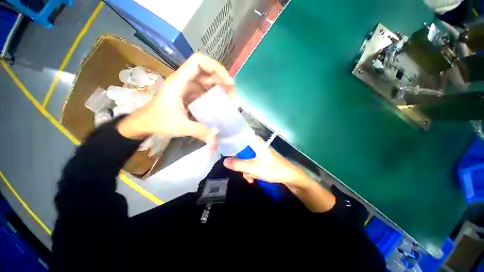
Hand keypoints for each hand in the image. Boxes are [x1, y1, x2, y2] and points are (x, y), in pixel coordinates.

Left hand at [117, 53, 234, 147]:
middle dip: (223, 80)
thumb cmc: (157, 121)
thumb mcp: (179, 127)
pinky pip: (206, 90)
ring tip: (231, 99)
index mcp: (179, 82)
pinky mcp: (190, 94)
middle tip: (233, 96)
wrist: (144, 123)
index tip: (229, 84)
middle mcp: (184, 80)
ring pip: (208, 80)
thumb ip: (199, 132)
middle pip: (207, 71)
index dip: (216, 68)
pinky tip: (221, 103)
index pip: (199, 62)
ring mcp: (188, 87)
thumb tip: (216, 142)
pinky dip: (216, 94)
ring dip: (221, 87)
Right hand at [223, 143, 312, 188]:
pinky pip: (252, 163)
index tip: (225, 153)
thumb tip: (224, 161)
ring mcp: (259, 152)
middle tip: (243, 171)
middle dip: (241, 164)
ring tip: (252, 177)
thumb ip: (238, 164)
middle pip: (241, 151)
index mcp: (255, 142)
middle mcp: (256, 145)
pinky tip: (254, 178)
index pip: (239, 138)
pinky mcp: (262, 159)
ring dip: (247, 169)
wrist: (290, 176)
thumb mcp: (253, 168)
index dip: (231, 145)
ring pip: (246, 159)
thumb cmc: (272, 169)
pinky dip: (251, 170)